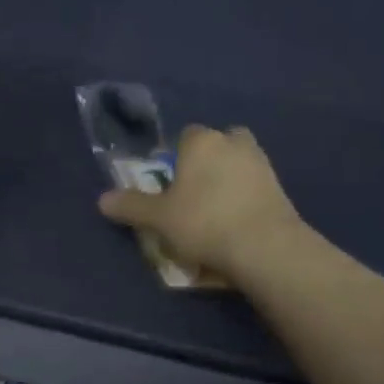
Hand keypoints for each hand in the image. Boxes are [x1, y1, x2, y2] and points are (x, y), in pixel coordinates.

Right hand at [98, 125, 304, 282]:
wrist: (265, 247)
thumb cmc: (203, 222)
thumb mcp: (157, 219)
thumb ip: (131, 206)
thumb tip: (102, 199)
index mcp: (201, 142)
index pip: (185, 136)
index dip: (176, 158)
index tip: (170, 185)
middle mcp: (234, 143)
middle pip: (217, 145)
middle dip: (208, 163)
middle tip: (194, 195)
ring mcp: (262, 164)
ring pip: (239, 165)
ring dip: (229, 180)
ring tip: (215, 213)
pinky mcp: (281, 188)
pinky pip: (255, 187)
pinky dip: (246, 199)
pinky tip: (236, 224)